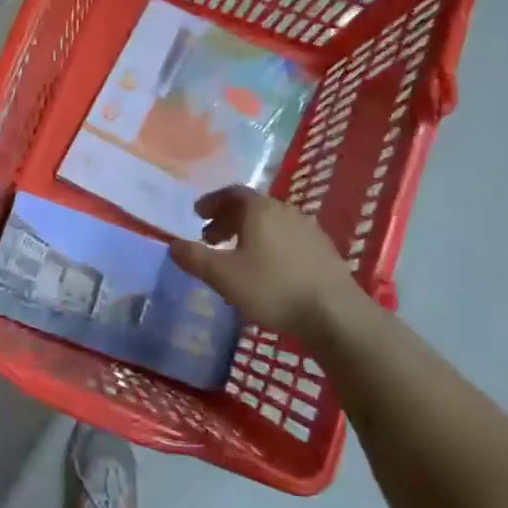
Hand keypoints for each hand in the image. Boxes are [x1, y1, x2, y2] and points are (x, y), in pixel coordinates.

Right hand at [168, 186, 372, 344]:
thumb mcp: (224, 276)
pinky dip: (269, 244)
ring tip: (236, 255)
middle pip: (252, 207)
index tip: (197, 214)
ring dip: (249, 233)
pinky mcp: (323, 251)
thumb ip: (195, 258)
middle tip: (210, 238)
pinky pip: (288, 238)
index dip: (212, 202)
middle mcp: (285, 211)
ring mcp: (309, 230)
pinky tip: (267, 269)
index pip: (232, 193)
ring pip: (271, 223)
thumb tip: (172, 245)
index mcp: (260, 210)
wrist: (335, 314)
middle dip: (227, 220)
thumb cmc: (273, 288)